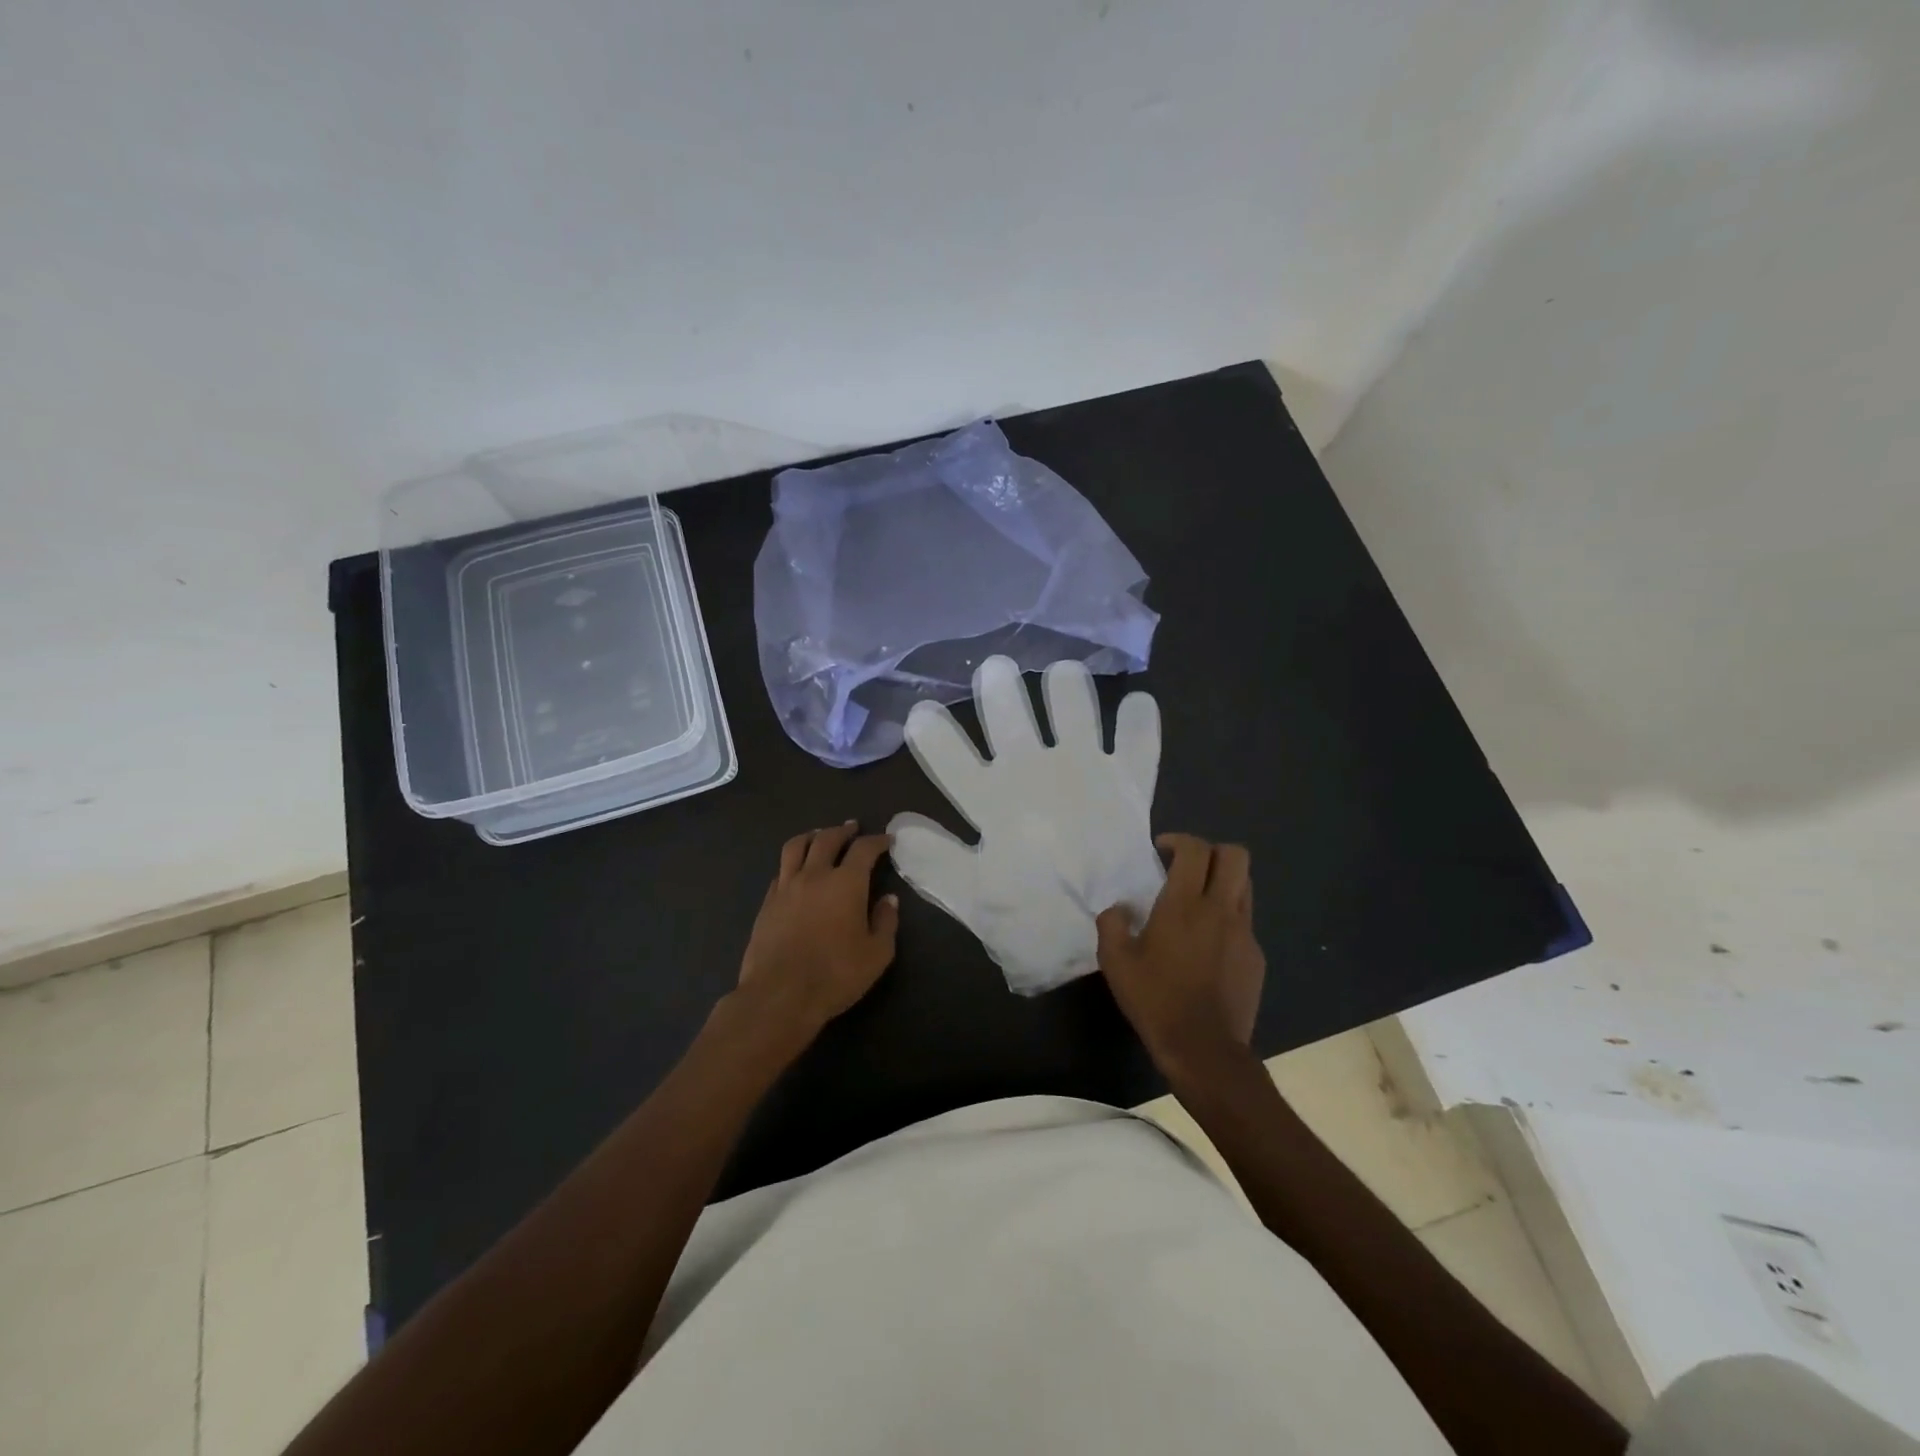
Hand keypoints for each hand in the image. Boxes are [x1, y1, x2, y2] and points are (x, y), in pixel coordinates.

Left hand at [734, 822, 899, 1036]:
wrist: (779, 995)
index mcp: (846, 883)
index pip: (864, 849)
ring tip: (820, 836)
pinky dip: (793, 862)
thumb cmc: (835, 975)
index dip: (877, 841)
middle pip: (827, 839)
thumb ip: (885, 922)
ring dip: (812, 836)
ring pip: (796, 847)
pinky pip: (781, 870)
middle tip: (853, 828)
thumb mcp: (876, 954)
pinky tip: (797, 871)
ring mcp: (786, 887)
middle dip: (843, 830)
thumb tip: (888, 900)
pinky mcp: (767, 903)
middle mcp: (815, 875)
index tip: (886, 840)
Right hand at [1095, 833, 1264, 1074]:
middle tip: (1188, 867)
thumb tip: (1119, 909)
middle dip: (1213, 851)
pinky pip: (1245, 922)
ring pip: (1245, 886)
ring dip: (1224, 881)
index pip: (1195, 850)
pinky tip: (1208, 946)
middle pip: (1236, 856)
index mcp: (1184, 905)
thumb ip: (1111, 925)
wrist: (1204, 1049)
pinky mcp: (1255, 957)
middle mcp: (1220, 910)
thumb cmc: (1156, 1000)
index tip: (1163, 850)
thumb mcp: (1115, 963)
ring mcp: (1244, 933)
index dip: (1180, 840)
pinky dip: (1228, 919)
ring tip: (1200, 901)